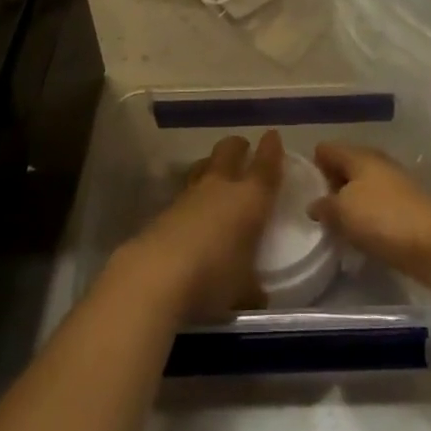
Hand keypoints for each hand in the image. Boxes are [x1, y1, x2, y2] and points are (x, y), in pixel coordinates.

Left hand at [124, 131, 284, 320]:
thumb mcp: (243, 290)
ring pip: (203, 167)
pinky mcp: (165, 210)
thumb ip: (253, 287)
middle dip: (237, 147)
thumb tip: (258, 294)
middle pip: (229, 151)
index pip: (266, 165)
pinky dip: (192, 196)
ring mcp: (189, 195)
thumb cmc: (213, 277)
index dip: (271, 149)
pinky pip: (184, 192)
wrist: (157, 275)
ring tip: (215, 174)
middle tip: (243, 149)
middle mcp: (221, 187)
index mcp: (250, 199)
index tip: (273, 136)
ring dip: (211, 166)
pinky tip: (192, 212)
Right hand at [309, 141, 430, 285]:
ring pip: (360, 188)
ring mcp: (394, 184)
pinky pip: (376, 206)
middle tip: (315, 212)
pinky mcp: (406, 207)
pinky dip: (365, 218)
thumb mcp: (343, 212)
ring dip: (348, 204)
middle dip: (329, 186)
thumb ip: (324, 205)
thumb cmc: (384, 220)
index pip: (326, 149)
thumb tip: (315, 204)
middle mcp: (377, 162)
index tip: (300, 190)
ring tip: (335, 228)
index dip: (311, 165)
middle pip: (344, 167)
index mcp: (359, 155)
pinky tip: (360, 237)